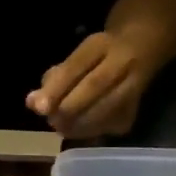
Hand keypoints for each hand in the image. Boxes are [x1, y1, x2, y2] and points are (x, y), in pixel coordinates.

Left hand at [26, 32, 151, 138]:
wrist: (143, 48)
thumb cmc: (99, 55)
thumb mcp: (77, 57)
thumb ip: (54, 77)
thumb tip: (31, 103)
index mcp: (101, 44)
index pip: (76, 66)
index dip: (56, 88)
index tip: (38, 107)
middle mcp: (123, 61)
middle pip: (94, 87)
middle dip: (67, 109)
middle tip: (51, 120)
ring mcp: (136, 85)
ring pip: (105, 110)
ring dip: (77, 125)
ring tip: (62, 127)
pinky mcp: (136, 109)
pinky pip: (110, 125)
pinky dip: (90, 132)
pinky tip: (79, 130)